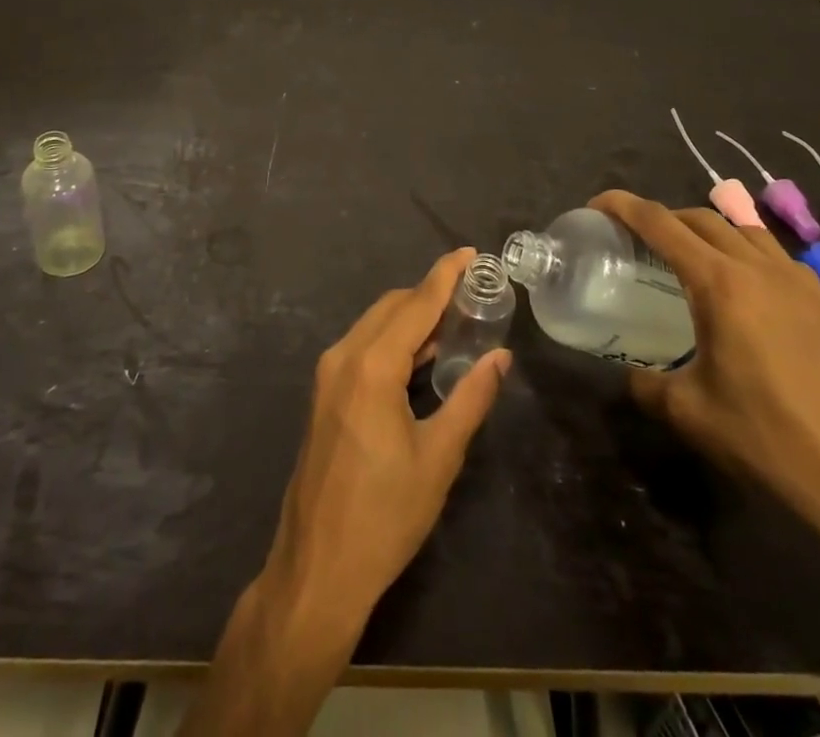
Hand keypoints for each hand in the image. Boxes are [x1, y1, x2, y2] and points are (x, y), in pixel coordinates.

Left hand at [181, 250, 511, 736]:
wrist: (318, 566)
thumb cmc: (386, 515)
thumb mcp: (439, 456)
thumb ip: (471, 398)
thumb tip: (500, 357)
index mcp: (372, 366)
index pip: (416, 304)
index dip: (445, 275)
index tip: (469, 253)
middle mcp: (344, 356)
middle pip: (393, 307)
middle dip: (430, 294)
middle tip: (472, 295)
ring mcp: (328, 374)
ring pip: (375, 325)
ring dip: (412, 318)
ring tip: (455, 322)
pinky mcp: (325, 393)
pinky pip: (363, 347)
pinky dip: (393, 340)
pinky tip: (422, 355)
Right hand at [590, 191, 819, 545]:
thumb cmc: (771, 441)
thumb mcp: (690, 413)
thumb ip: (648, 384)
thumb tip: (634, 375)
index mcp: (721, 283)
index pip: (661, 223)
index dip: (623, 206)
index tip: (597, 206)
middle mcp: (760, 268)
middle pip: (702, 218)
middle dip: (663, 217)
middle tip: (635, 238)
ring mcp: (800, 283)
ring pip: (743, 230)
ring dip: (706, 230)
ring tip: (685, 256)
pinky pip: (774, 256)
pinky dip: (744, 253)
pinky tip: (739, 291)